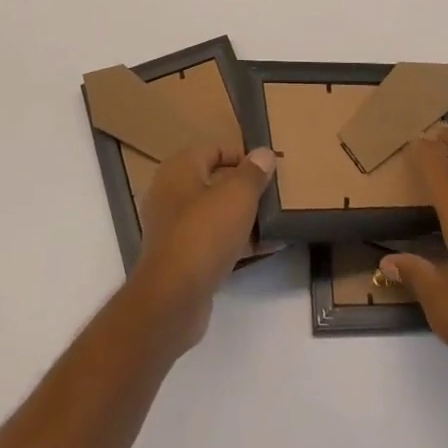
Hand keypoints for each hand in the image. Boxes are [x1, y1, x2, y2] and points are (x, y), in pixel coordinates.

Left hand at [128, 144, 275, 355]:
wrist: (173, 298)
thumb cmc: (205, 233)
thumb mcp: (237, 196)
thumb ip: (253, 173)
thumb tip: (264, 153)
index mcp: (179, 169)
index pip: (213, 149)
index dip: (242, 154)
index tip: (268, 167)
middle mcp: (171, 194)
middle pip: (214, 181)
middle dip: (245, 187)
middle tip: (274, 192)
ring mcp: (174, 228)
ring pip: (215, 213)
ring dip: (243, 216)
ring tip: (276, 220)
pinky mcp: (181, 258)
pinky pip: (213, 240)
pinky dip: (236, 241)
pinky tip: (266, 247)